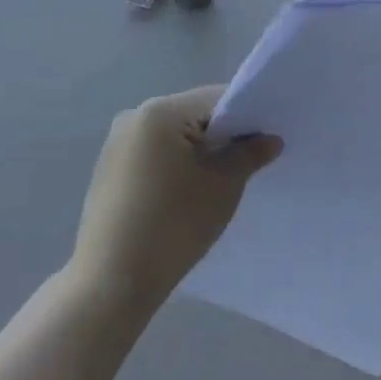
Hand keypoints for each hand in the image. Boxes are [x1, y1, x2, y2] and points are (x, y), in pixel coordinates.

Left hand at [68, 86, 280, 318]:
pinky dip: (177, 165)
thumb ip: (250, 154)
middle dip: (224, 135)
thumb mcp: (224, 185)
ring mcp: (117, 143)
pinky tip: (188, 194)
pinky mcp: (110, 169)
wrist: (113, 280)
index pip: (217, 99)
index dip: (248, 116)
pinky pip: (155, 154)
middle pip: (195, 115)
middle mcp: (134, 117)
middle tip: (251, 162)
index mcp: (160, 111)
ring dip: (200, 151)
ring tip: (220, 182)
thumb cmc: (174, 224)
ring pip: (175, 136)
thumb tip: (270, 139)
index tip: (268, 140)